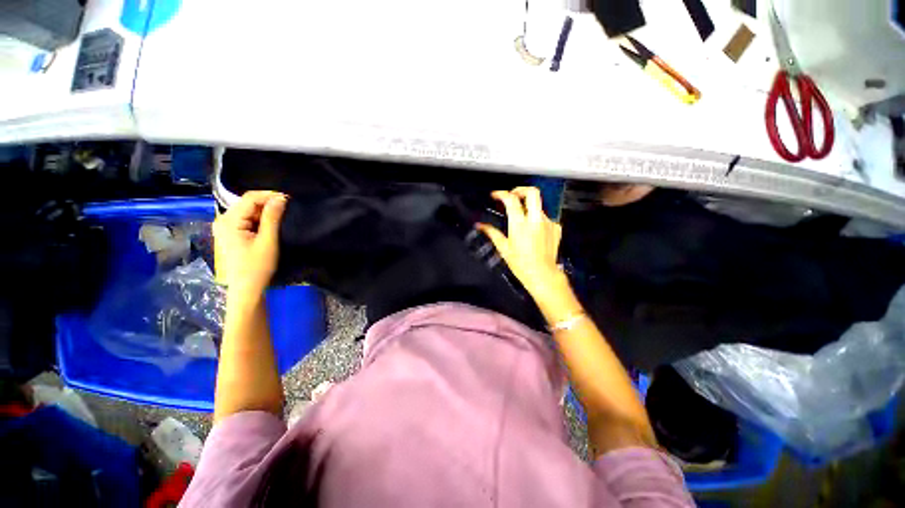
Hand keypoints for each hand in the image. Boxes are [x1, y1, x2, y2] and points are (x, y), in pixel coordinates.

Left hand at [213, 191, 286, 294]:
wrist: (247, 288)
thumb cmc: (257, 266)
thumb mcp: (268, 241)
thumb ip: (272, 218)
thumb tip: (281, 198)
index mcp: (229, 221)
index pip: (249, 198)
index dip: (269, 195)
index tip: (289, 199)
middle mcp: (223, 220)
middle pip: (247, 203)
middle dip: (267, 203)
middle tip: (287, 209)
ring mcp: (225, 227)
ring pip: (247, 211)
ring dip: (264, 212)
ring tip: (281, 217)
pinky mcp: (230, 233)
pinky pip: (246, 219)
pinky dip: (259, 219)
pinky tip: (269, 225)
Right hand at [477, 187, 563, 297]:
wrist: (543, 274)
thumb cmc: (521, 263)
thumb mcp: (503, 248)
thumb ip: (492, 233)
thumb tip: (480, 225)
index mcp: (520, 224)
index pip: (511, 199)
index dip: (501, 193)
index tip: (496, 195)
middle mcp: (536, 219)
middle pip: (532, 192)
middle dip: (521, 190)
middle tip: (513, 195)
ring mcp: (548, 222)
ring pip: (538, 206)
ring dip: (529, 208)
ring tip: (522, 220)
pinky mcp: (556, 228)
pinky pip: (545, 218)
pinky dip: (538, 220)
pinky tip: (534, 231)